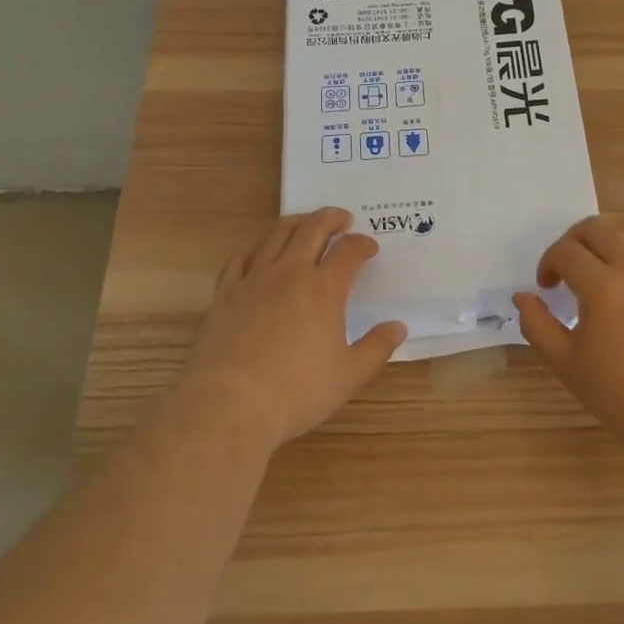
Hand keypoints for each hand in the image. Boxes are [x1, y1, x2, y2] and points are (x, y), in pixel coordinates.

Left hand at [180, 208, 406, 450]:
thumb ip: (377, 347)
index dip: (363, 244)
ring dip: (297, 223)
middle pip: (313, 229)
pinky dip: (257, 247)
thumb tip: (398, 327)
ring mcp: (254, 279)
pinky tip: (261, 252)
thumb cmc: (296, 392)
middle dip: (332, 219)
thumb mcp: (349, 375)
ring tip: (306, 224)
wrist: (229, 405)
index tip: (370, 248)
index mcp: (324, 289)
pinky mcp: (226, 292)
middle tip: (343, 219)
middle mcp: (290, 273)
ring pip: (277, 234)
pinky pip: (241, 257)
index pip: (349, 251)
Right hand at [514, 215, 623, 448]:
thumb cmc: (623, 394)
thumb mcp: (568, 364)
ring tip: (599, 269)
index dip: (548, 263)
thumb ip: (538, 326)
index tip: (546, 288)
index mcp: (604, 286)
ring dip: (606, 241)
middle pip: (597, 228)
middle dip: (572, 242)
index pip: (566, 251)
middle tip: (566, 269)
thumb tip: (522, 297)